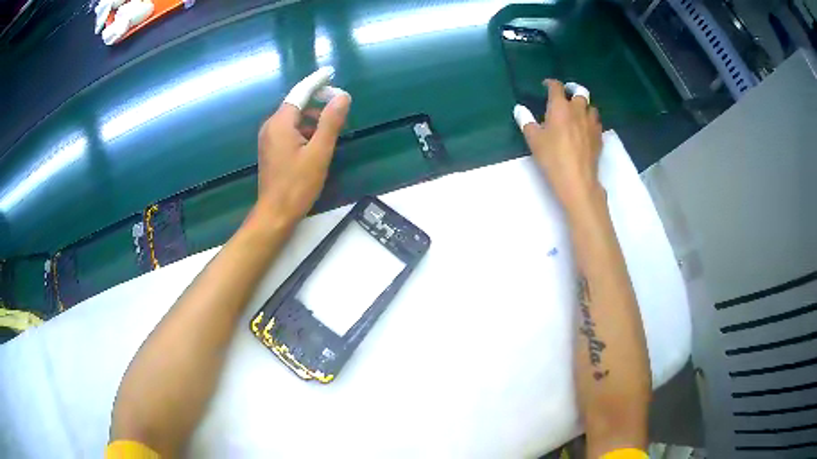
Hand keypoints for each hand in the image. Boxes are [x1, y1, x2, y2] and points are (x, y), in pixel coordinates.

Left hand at [255, 68, 350, 224]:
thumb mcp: (319, 152)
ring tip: (332, 132)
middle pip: (297, 105)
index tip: (331, 72)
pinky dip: (305, 131)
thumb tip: (343, 97)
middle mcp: (271, 126)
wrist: (275, 214)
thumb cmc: (297, 185)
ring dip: (313, 120)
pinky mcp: (271, 150)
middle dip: (318, 103)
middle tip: (340, 109)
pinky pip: (290, 131)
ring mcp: (269, 139)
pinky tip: (317, 144)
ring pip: (295, 120)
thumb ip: (331, 122)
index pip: (300, 93)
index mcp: (280, 123)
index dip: (317, 82)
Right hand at [515, 79, 602, 209]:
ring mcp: (591, 124)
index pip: (557, 87)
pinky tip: (585, 128)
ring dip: (584, 105)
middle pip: (580, 92)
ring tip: (577, 111)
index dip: (551, 83)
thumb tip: (520, 109)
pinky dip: (590, 120)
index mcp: (560, 107)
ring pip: (591, 107)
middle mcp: (578, 110)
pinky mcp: (599, 137)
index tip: (546, 85)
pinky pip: (596, 122)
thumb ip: (526, 121)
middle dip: (572, 89)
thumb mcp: (534, 140)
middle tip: (566, 93)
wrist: (577, 180)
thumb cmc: (552, 158)